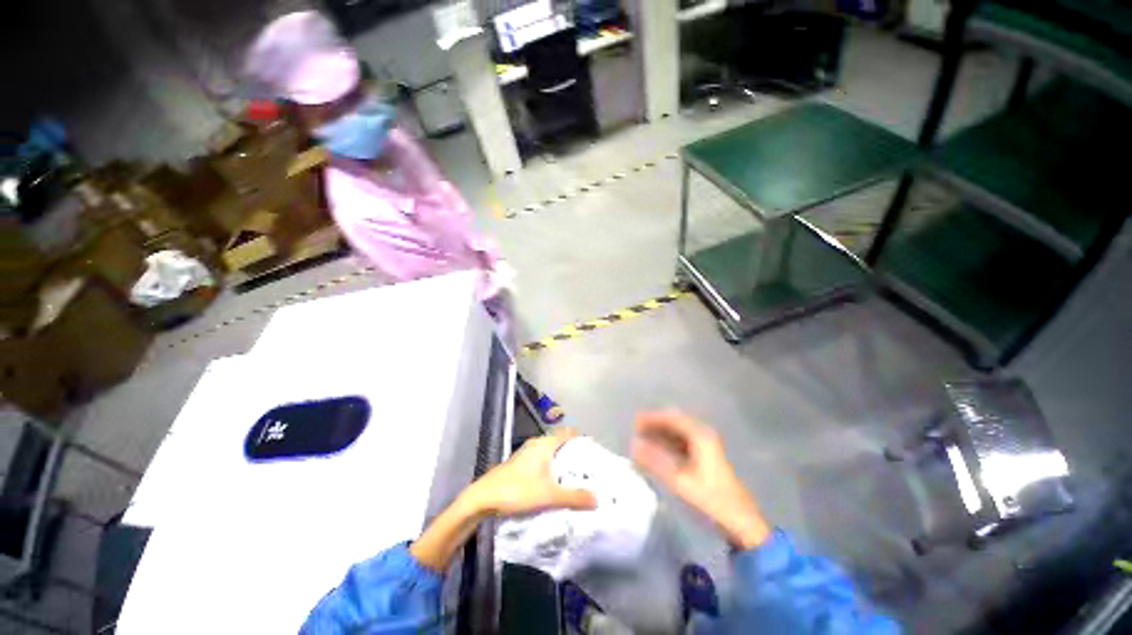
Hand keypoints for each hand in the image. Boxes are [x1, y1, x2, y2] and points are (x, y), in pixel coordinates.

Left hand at [411, 428, 595, 570]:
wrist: (483, 497)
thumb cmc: (517, 490)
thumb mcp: (549, 496)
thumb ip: (574, 497)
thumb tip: (597, 499)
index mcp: (545, 444)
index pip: (568, 432)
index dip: (581, 438)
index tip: (593, 451)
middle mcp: (537, 444)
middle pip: (560, 442)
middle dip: (574, 452)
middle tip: (588, 467)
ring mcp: (526, 453)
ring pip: (550, 452)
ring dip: (561, 461)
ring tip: (574, 477)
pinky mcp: (520, 464)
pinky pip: (541, 460)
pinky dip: (551, 467)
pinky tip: (553, 483)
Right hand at [632, 412, 770, 549]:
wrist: (741, 523)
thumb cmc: (710, 500)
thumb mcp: (679, 481)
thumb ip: (655, 461)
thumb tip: (634, 445)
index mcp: (700, 436)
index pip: (672, 418)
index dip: (653, 418)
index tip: (635, 421)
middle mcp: (704, 436)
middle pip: (675, 423)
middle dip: (655, 424)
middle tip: (636, 429)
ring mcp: (706, 447)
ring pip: (678, 433)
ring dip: (661, 434)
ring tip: (642, 439)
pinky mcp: (706, 458)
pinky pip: (682, 443)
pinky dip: (668, 444)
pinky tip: (657, 451)